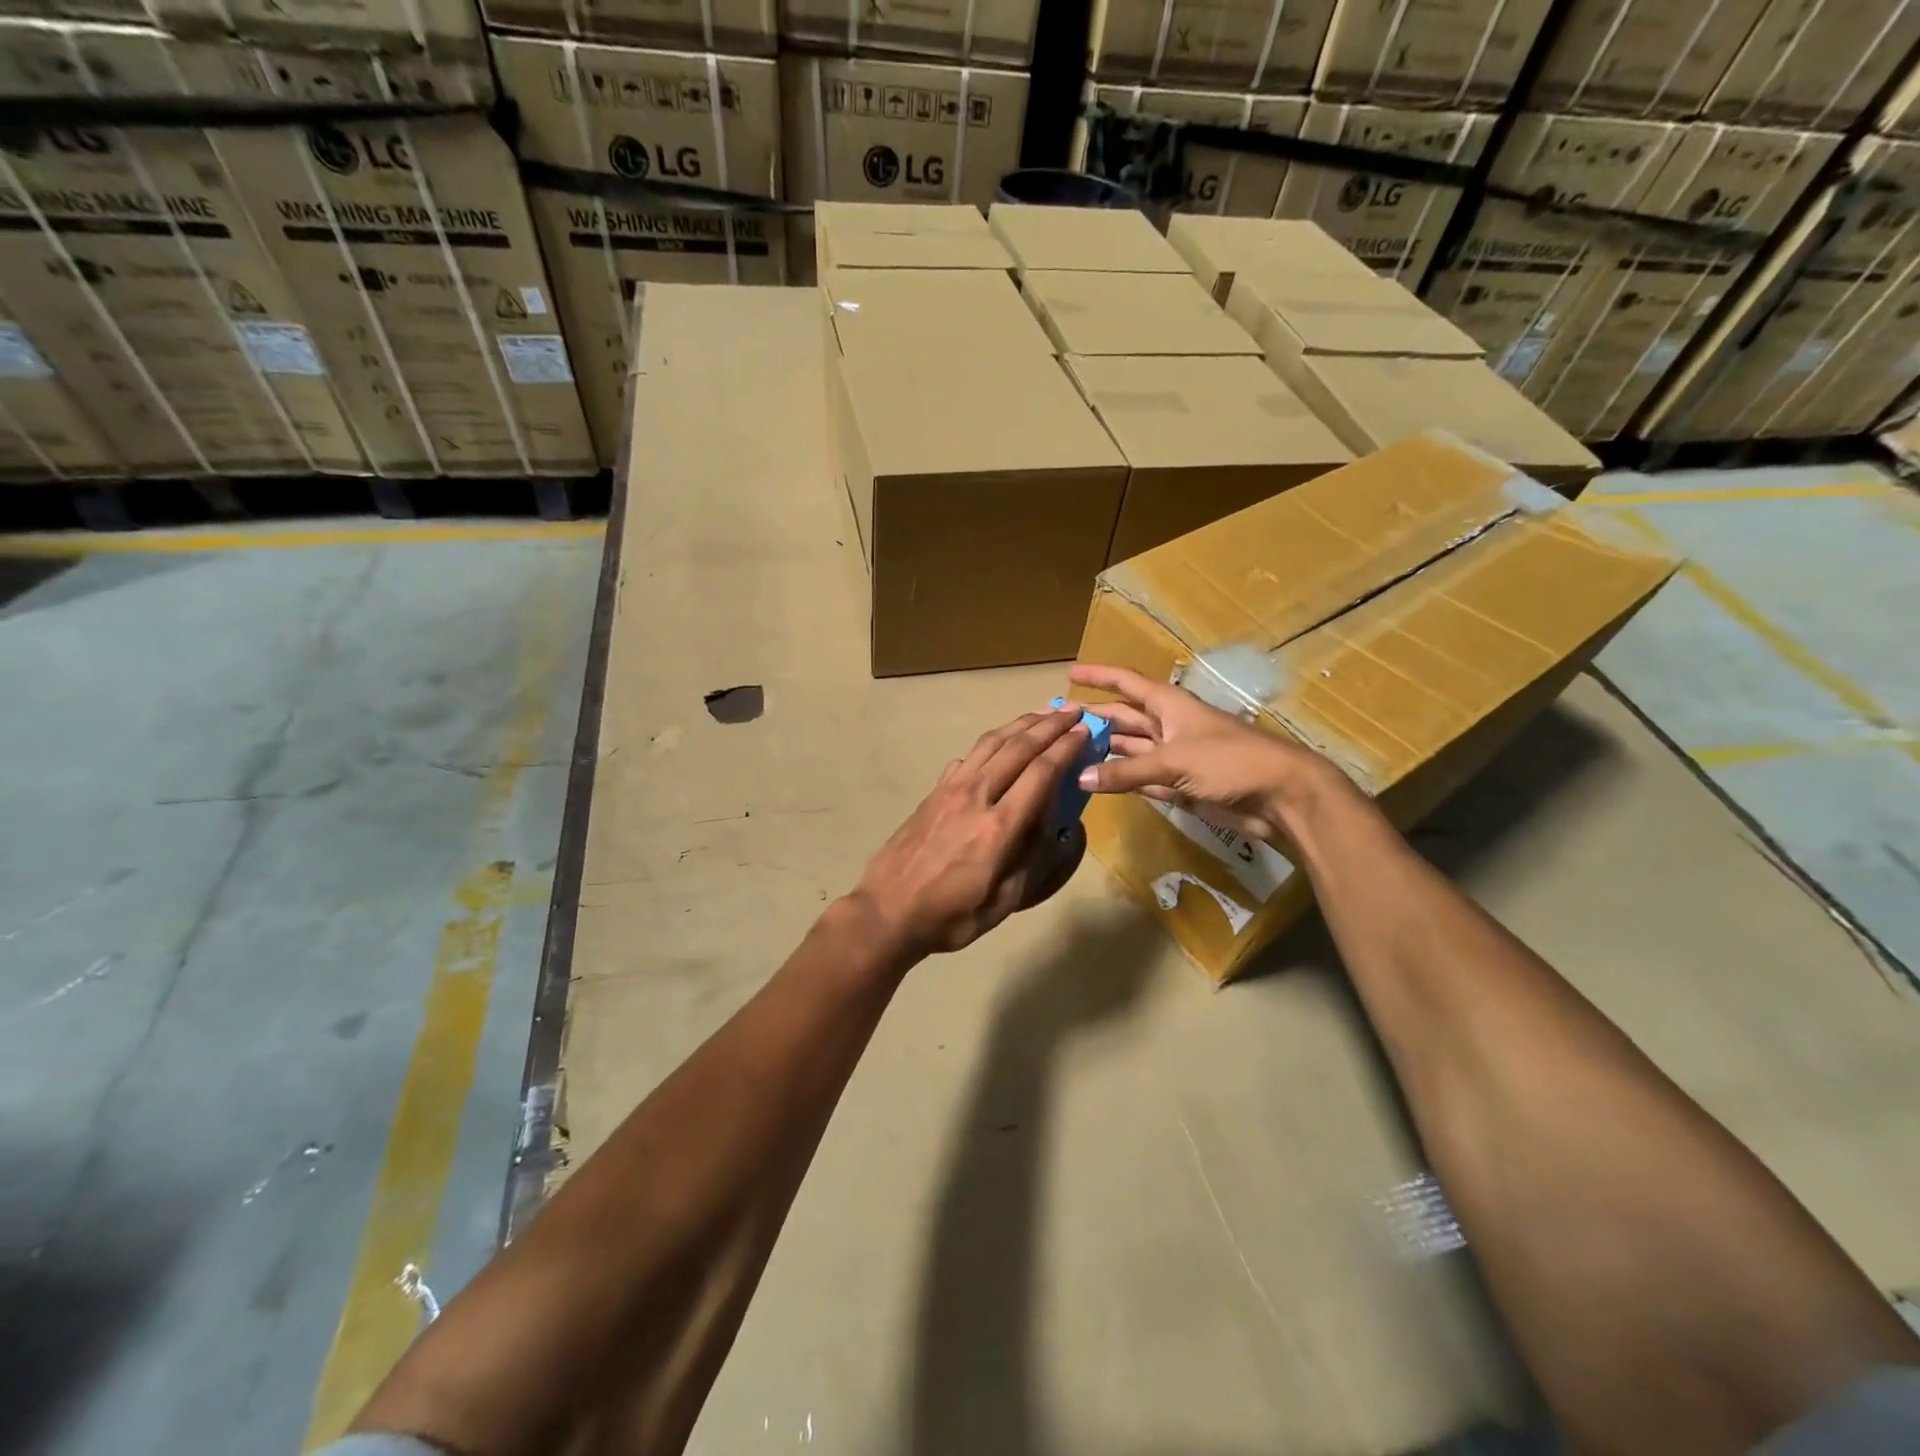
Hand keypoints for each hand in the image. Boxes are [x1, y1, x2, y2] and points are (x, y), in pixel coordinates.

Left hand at [850, 706, 1090, 957]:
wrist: (888, 911)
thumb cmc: (951, 916)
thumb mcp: (1003, 900)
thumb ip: (1031, 857)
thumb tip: (1051, 822)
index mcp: (999, 827)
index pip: (1041, 773)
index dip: (1066, 748)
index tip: (1085, 731)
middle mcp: (976, 796)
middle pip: (1018, 747)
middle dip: (1049, 725)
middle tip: (1072, 711)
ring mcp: (950, 790)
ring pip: (990, 743)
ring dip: (1020, 724)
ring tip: (1042, 713)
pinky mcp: (934, 792)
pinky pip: (968, 756)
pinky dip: (990, 743)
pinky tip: (999, 744)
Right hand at [1067, 663, 1351, 840]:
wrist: (1279, 796)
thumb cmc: (1230, 762)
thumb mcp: (1175, 761)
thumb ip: (1127, 772)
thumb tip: (1081, 778)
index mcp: (1169, 705)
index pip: (1126, 683)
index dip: (1099, 676)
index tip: (1070, 673)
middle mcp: (1168, 725)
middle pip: (1123, 717)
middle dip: (1093, 718)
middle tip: (1056, 723)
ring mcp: (1174, 756)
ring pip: (1129, 749)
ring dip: (1103, 751)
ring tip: (1067, 754)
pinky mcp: (1180, 784)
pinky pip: (1141, 778)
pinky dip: (1120, 780)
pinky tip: (1096, 783)